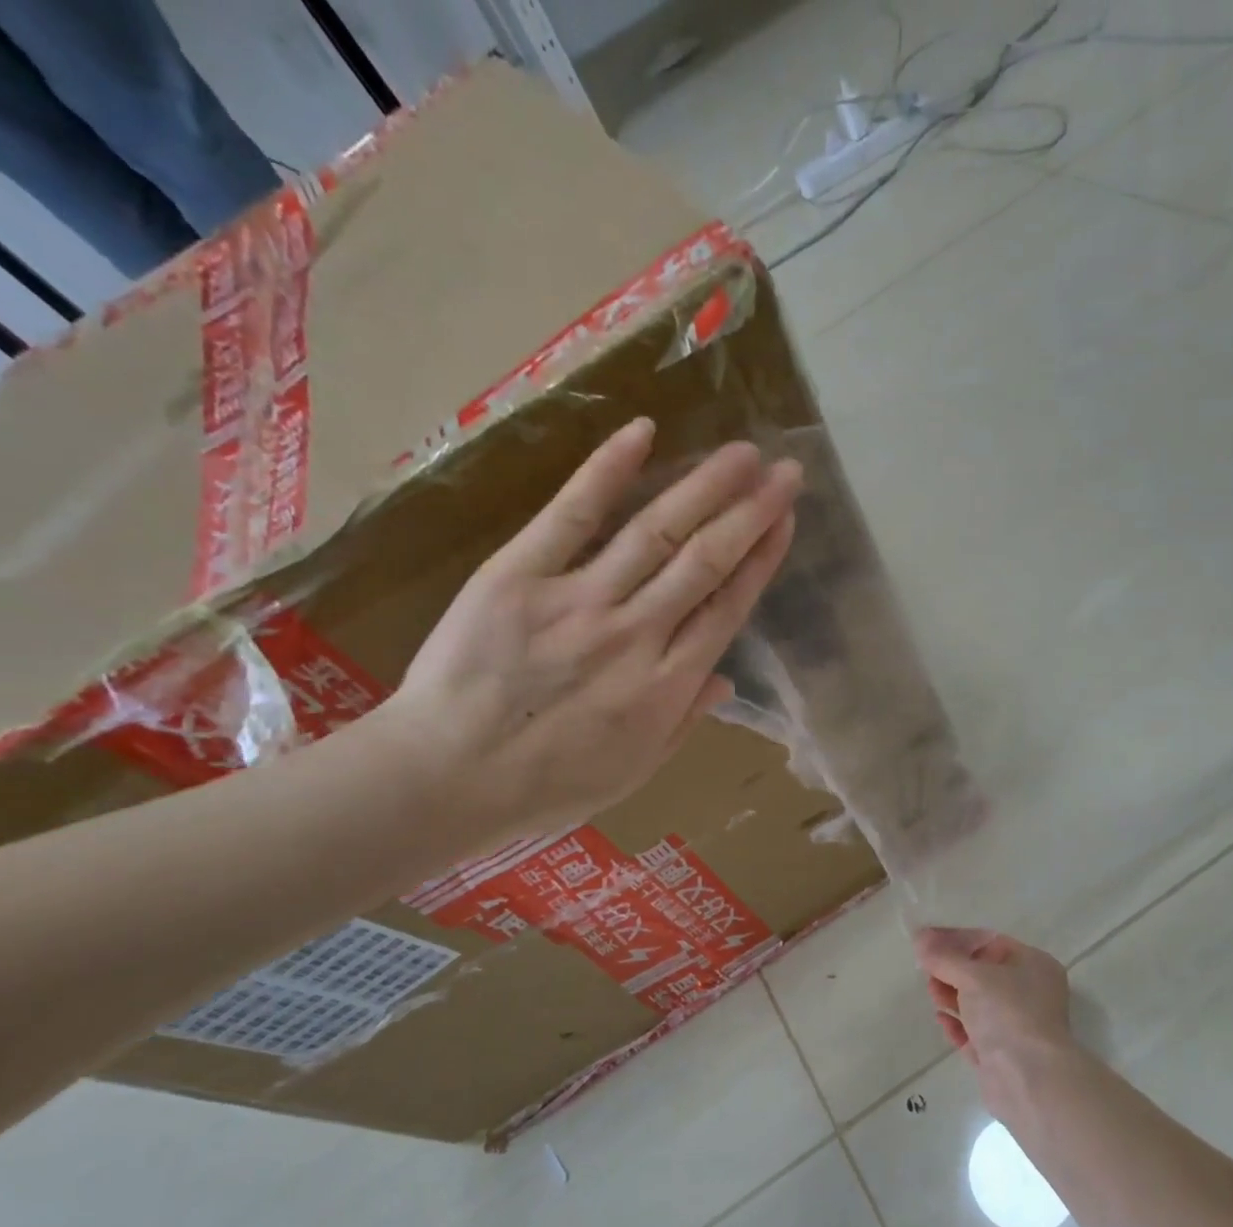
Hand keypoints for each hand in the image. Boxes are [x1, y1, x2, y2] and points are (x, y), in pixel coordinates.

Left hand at [374, 417, 799, 846]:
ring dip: (704, 487)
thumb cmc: (546, 786)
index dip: (761, 559)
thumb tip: (726, 680)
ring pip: (656, 532)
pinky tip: (641, 433)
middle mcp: (636, 633)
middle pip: (705, 561)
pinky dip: (606, 472)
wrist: (447, 777)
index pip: (727, 608)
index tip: (785, 521)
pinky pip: (571, 516)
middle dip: (750, 511)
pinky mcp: (520, 575)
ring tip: (740, 452)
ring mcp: (580, 599)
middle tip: (784, 470)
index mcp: (666, 685)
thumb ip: (683, 722)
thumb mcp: (633, 772)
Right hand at [916, 928, 1077, 1120]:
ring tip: (931, 992)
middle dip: (952, 969)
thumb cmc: (1007, 1013)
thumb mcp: (972, 976)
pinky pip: (975, 1033)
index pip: (990, 942)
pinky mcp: (1002, 1055)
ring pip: (978, 1003)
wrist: (1029, 1080)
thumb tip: (919, 936)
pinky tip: (940, 1019)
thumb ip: (943, 956)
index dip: (957, 939)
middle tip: (925, 967)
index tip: (926, 940)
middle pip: (983, 973)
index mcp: (1033, 965)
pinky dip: (958, 1024)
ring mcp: (1017, 1026)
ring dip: (952, 995)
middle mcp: (1029, 993)